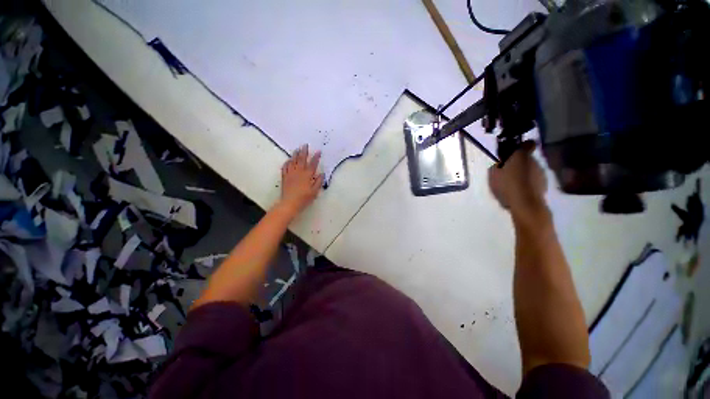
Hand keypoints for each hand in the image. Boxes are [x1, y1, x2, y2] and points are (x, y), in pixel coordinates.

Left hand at [279, 145, 323, 215]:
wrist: (290, 203)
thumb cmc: (304, 198)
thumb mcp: (315, 191)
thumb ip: (318, 182)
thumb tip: (322, 173)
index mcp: (307, 175)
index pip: (313, 164)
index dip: (316, 157)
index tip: (318, 151)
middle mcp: (299, 172)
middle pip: (301, 159)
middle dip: (304, 152)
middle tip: (305, 145)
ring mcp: (291, 173)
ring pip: (293, 161)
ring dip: (295, 155)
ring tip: (297, 149)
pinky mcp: (285, 177)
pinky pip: (285, 167)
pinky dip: (287, 162)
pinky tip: (288, 160)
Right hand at [488, 141, 548, 223]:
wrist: (525, 203)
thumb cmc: (506, 185)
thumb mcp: (494, 173)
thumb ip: (497, 164)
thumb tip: (501, 160)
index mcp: (521, 155)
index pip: (526, 144)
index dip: (520, 146)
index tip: (512, 152)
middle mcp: (534, 161)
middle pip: (526, 158)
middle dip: (518, 162)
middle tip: (506, 170)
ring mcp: (540, 173)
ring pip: (530, 169)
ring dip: (522, 173)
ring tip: (511, 182)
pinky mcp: (543, 184)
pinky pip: (532, 179)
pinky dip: (526, 182)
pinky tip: (517, 190)